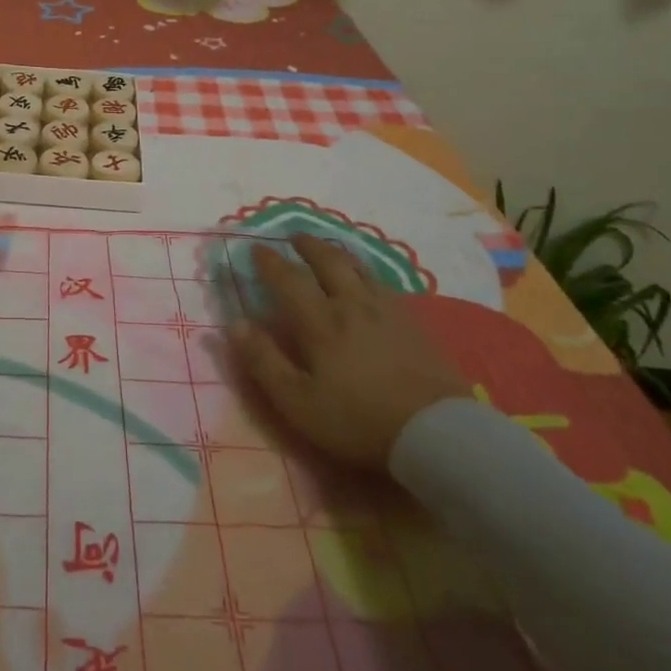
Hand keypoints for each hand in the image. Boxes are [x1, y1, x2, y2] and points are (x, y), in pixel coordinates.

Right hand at [227, 235, 469, 467]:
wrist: (437, 433)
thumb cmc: (358, 420)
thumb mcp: (298, 402)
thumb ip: (264, 361)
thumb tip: (234, 324)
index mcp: (319, 321)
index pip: (288, 279)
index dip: (269, 262)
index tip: (256, 249)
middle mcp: (351, 304)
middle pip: (327, 262)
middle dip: (307, 246)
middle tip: (294, 236)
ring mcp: (387, 311)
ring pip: (358, 268)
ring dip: (338, 253)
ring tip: (329, 249)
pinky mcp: (414, 324)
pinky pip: (384, 285)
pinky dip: (367, 273)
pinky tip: (369, 282)